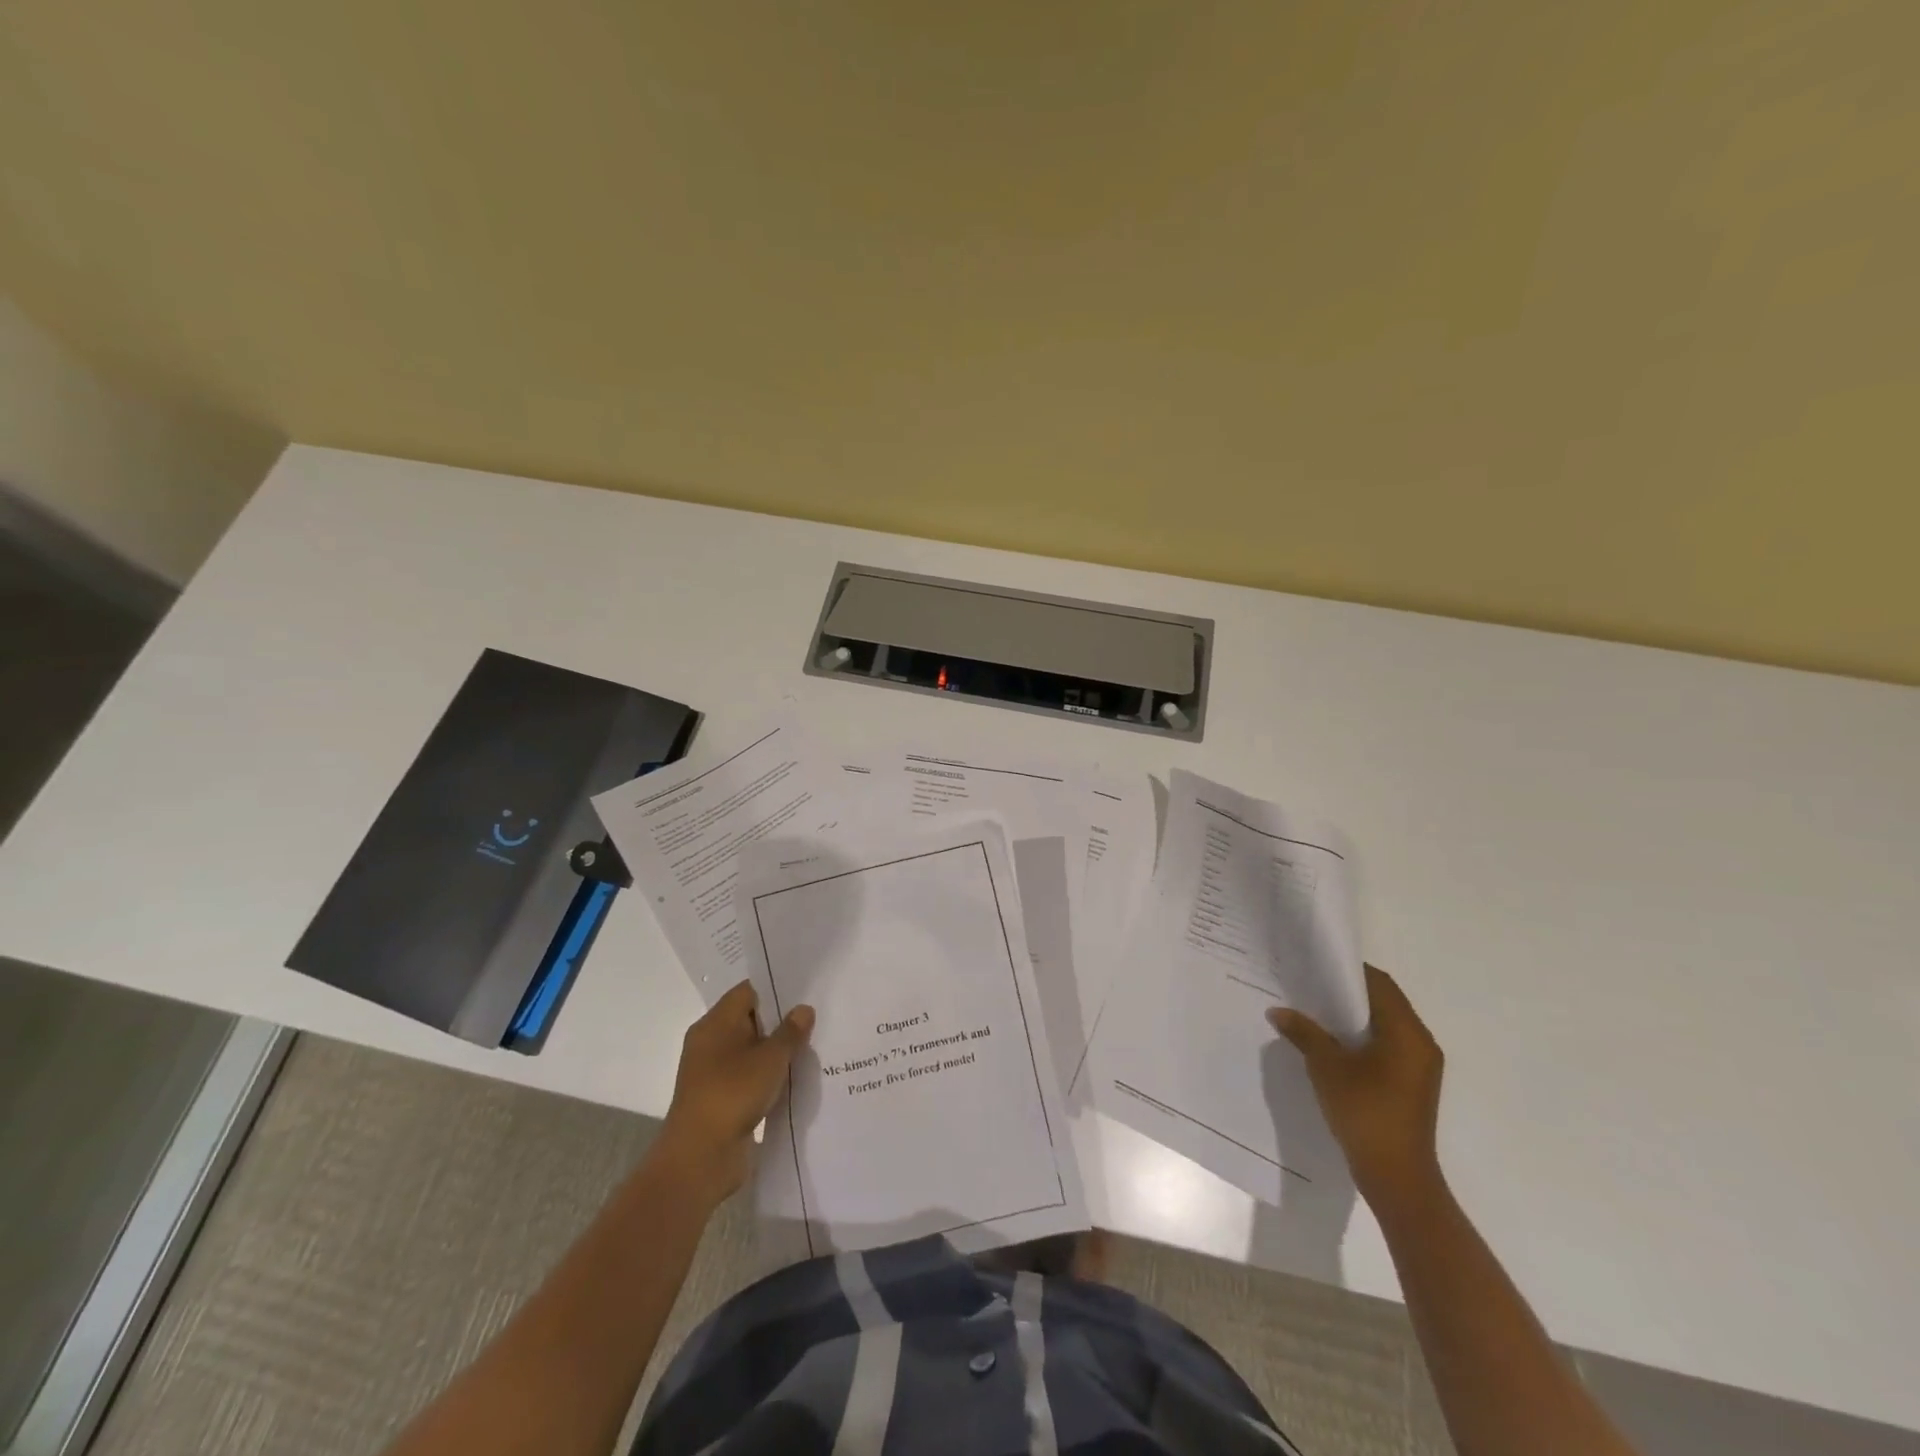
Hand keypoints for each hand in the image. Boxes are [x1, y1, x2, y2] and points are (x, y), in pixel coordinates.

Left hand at [658, 981, 813, 1203]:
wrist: (699, 1158)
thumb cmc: (732, 1094)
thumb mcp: (770, 1058)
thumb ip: (790, 1032)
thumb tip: (803, 1009)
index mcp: (714, 1024)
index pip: (747, 992)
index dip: (775, 988)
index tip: (805, 990)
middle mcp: (710, 1043)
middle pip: (750, 1020)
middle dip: (781, 1021)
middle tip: (816, 1017)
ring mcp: (714, 1073)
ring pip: (751, 1051)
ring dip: (776, 1052)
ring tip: (813, 1047)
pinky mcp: (721, 1099)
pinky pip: (749, 1077)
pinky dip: (768, 1077)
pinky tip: (795, 1079)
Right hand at [1269, 964, 1443, 1207]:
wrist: (1397, 1177)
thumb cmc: (1365, 1112)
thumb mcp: (1327, 1067)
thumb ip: (1304, 1033)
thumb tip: (1278, 1011)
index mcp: (1407, 1032)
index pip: (1380, 984)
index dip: (1348, 971)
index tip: (1315, 964)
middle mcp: (1421, 1043)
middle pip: (1384, 1002)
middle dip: (1347, 992)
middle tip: (1309, 984)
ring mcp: (1419, 1066)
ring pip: (1385, 1025)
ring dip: (1353, 1016)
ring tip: (1314, 1011)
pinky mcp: (1412, 1084)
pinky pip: (1387, 1046)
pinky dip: (1361, 1037)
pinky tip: (1331, 1043)